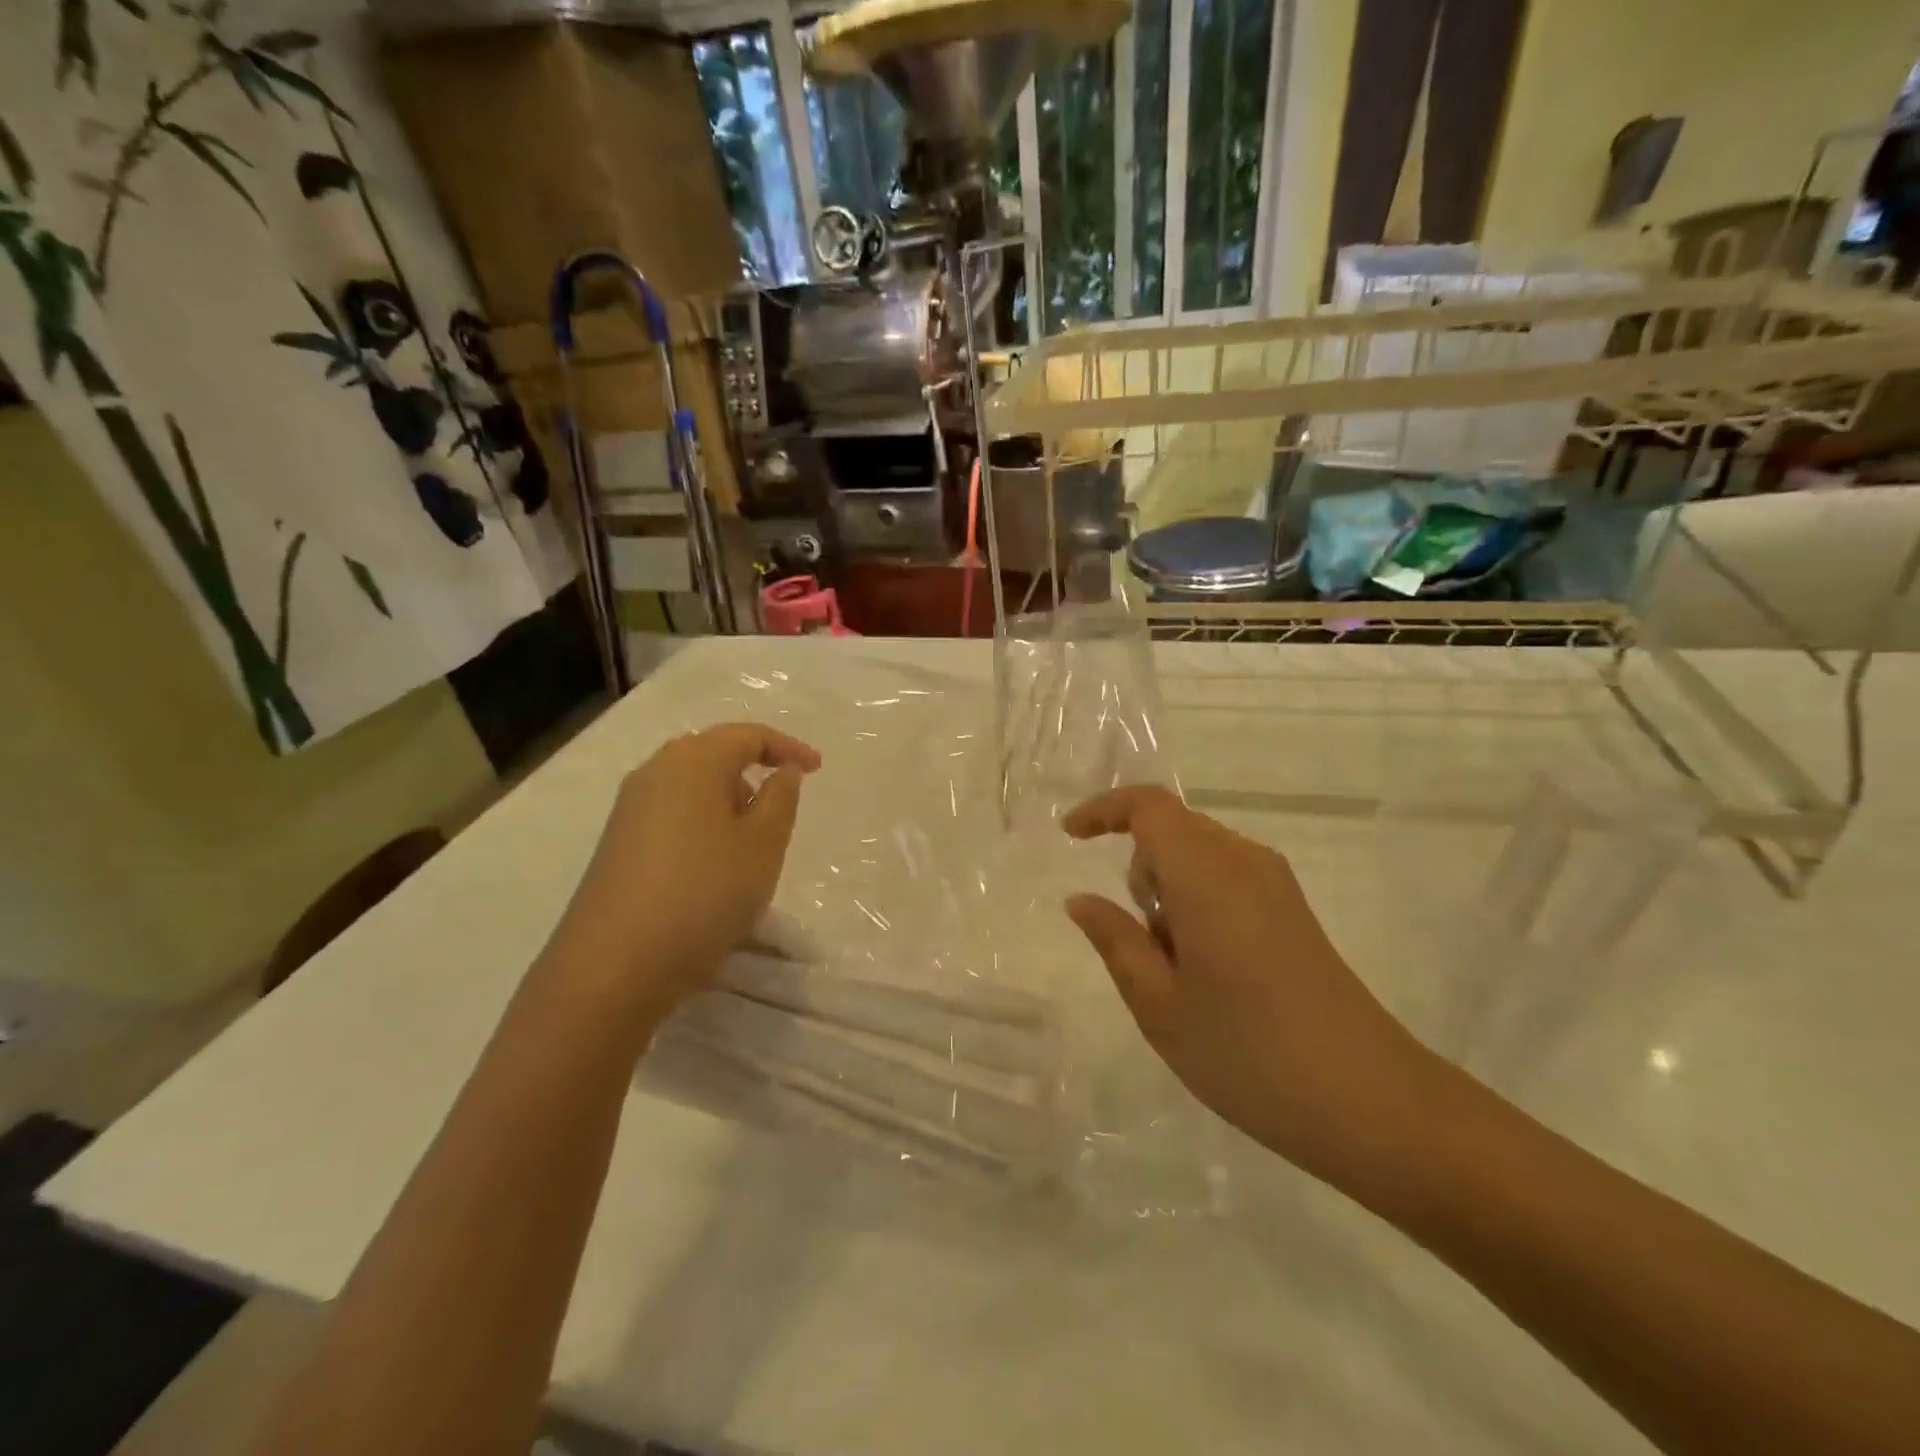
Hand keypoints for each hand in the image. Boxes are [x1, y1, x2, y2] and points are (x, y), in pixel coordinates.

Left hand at [546, 722, 820, 1018]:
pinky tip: (714, 867)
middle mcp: (654, 772)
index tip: (818, 769)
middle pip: (714, 754)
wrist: (614, 966)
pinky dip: (703, 826)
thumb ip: (781, 799)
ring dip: (728, 802)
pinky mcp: (617, 844)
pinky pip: (673, 815)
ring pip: (692, 787)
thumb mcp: (763, 845)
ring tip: (752, 844)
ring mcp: (629, 809)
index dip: (788, 747)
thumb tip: (783, 771)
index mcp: (693, 761)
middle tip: (783, 807)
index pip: (748, 736)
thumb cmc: (704, 893)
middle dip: (754, 772)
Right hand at [1062, 786, 1446, 1188]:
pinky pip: (1226, 878)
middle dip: (1139, 868)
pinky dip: (1197, 903)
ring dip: (1169, 890)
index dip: (1104, 810)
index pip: (1149, 807)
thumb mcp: (1159, 1005)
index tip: (1070, 836)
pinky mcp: (1293, 910)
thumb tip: (1080, 899)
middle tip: (1140, 943)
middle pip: (1173, 829)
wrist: (1372, 1104)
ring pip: (1199, 855)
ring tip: (1178, 970)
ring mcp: (1276, 885)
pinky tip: (1209, 971)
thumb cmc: (1248, 1055)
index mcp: (1207, 876)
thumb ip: (1115, 940)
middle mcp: (1245, 863)